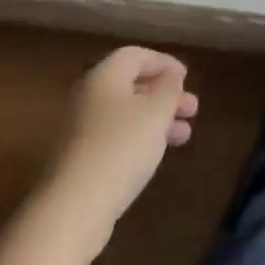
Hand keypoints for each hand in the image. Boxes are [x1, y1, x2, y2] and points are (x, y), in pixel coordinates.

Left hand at [48, 47, 198, 241]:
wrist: (73, 209)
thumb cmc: (120, 148)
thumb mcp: (156, 112)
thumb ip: (169, 88)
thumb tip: (171, 77)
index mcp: (104, 75)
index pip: (136, 55)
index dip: (164, 63)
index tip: (186, 78)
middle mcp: (88, 96)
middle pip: (131, 85)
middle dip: (165, 95)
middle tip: (192, 110)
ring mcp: (80, 129)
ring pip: (126, 114)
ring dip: (157, 120)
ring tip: (184, 136)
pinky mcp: (78, 159)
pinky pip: (115, 137)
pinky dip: (139, 139)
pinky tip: (155, 155)